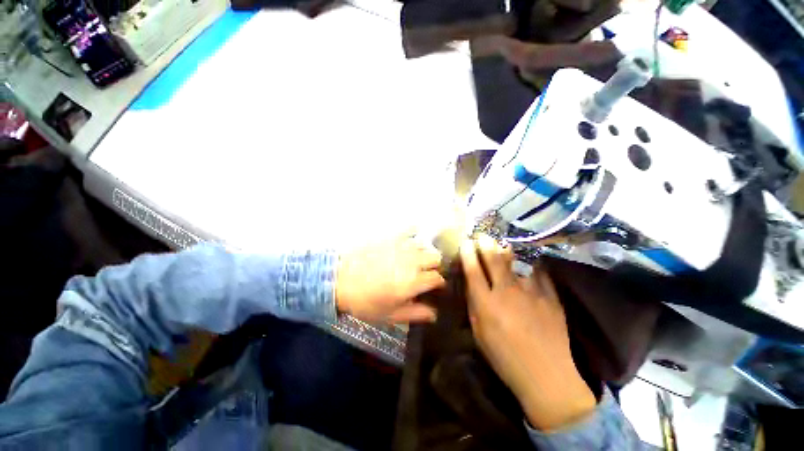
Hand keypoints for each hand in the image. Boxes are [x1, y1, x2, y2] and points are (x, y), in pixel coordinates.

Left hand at [336, 235, 445, 323]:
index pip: (437, 278)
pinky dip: (414, 231)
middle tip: (424, 272)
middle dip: (433, 266)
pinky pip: (409, 228)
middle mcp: (412, 260)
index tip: (434, 286)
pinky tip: (411, 238)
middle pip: (435, 257)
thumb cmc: (364, 301)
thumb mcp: (390, 314)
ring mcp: (401, 246)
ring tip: (415, 258)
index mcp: (413, 281)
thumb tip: (434, 314)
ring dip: (423, 252)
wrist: (338, 280)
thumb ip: (415, 314)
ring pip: (424, 245)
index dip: (438, 283)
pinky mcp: (391, 236)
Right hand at [459, 234, 595, 430]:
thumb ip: (474, 305)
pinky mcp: (550, 297)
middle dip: (486, 244)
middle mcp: (507, 293)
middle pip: (494, 261)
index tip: (465, 243)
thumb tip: (472, 284)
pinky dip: (531, 264)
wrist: (547, 375)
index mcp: (487, 304)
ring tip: (503, 242)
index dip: (468, 254)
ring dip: (507, 250)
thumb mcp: (479, 333)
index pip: (473, 271)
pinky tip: (527, 260)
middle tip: (483, 235)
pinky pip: (538, 273)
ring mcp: (531, 293)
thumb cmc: (505, 357)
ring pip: (517, 262)